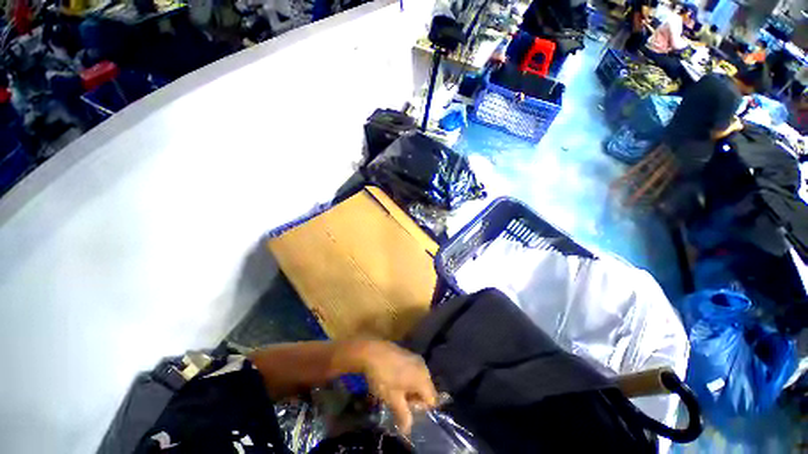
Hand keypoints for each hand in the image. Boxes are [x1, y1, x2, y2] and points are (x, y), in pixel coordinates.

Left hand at [339, 340, 437, 433]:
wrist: (372, 352)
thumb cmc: (384, 377)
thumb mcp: (392, 399)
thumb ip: (403, 415)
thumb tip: (408, 430)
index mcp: (424, 379)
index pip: (432, 401)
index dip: (421, 410)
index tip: (407, 411)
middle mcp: (424, 367)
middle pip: (426, 390)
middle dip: (415, 399)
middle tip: (400, 403)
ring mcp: (416, 358)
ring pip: (419, 380)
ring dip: (410, 389)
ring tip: (396, 393)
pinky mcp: (408, 354)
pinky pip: (413, 370)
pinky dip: (408, 378)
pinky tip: (394, 380)